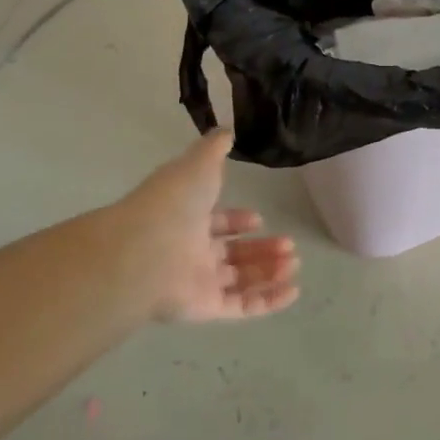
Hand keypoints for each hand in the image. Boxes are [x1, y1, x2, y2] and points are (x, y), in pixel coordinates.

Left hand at [99, 131, 300, 322]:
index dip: (238, 222)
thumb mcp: (198, 164)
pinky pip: (242, 307)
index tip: (260, 219)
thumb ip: (214, 148)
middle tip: (289, 245)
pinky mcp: (207, 308)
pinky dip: (269, 300)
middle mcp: (192, 251)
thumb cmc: (173, 203)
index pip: (216, 223)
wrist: (145, 249)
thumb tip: (227, 131)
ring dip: (269, 271)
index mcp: (188, 218)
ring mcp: (198, 282)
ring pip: (240, 280)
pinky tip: (293, 290)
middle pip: (232, 254)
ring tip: (294, 262)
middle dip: (262, 249)